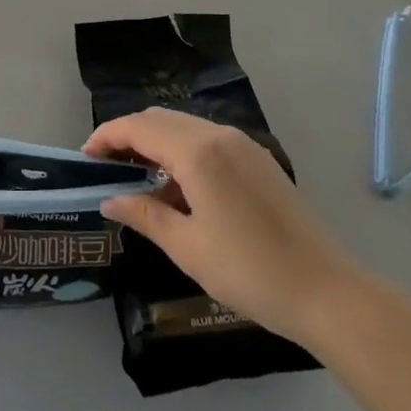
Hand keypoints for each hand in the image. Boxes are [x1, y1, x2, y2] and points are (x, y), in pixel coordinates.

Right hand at [85, 108, 355, 348]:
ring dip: (156, 143)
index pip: (139, 128)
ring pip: (185, 127)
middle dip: (129, 136)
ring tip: (137, 179)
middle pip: (161, 119)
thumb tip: (110, 200)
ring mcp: (244, 145)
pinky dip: (183, 152)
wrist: (325, 291)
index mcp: (198, 152)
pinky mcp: (259, 160)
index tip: (85, 158)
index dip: (107, 136)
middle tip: (106, 167)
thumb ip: (145, 214)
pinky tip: (178, 187)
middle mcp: (220, 135)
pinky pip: (208, 141)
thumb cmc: (249, 271)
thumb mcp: (187, 247)